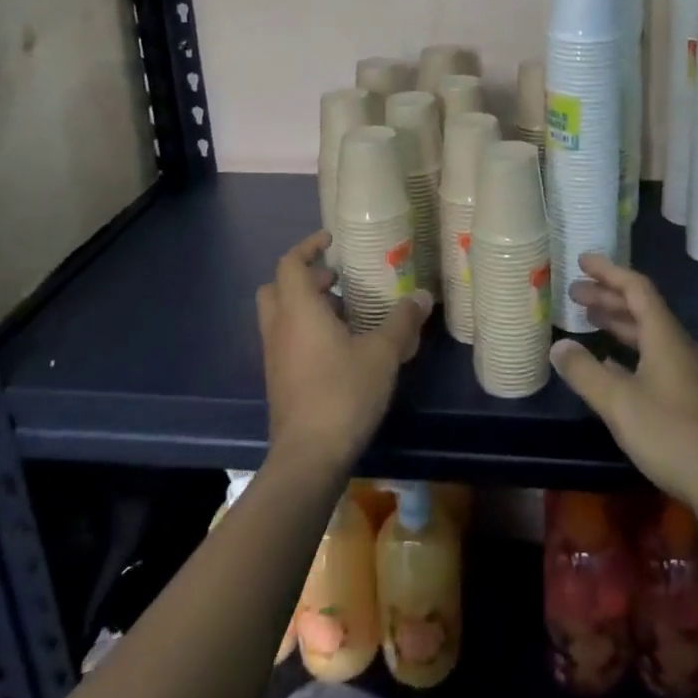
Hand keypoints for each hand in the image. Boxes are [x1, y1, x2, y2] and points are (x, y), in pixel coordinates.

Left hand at [256, 231, 431, 476]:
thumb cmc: (343, 393)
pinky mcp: (279, 380)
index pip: (290, 263)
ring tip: (345, 312)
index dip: (308, 246)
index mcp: (298, 310)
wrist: (308, 457)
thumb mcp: (383, 353)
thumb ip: (402, 321)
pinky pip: (286, 339)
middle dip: (305, 276)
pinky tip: (339, 347)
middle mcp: (279, 327)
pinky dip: (305, 330)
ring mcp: (274, 356)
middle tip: (337, 278)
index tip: (331, 240)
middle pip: (277, 287)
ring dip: (306, 304)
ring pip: (280, 315)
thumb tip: (422, 297)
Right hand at [550, 254, 697, 549]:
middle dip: (608, 297)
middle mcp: (679, 348)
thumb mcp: (620, 404)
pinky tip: (612, 370)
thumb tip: (558, 345)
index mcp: (666, 337)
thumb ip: (586, 373)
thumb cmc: (675, 436)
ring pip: (649, 336)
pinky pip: (654, 361)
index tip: (581, 260)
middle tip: (574, 293)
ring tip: (589, 322)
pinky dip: (629, 355)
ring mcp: (689, 376)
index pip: (637, 288)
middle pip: (643, 310)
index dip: (609, 271)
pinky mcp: (692, 402)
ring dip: (619, 324)